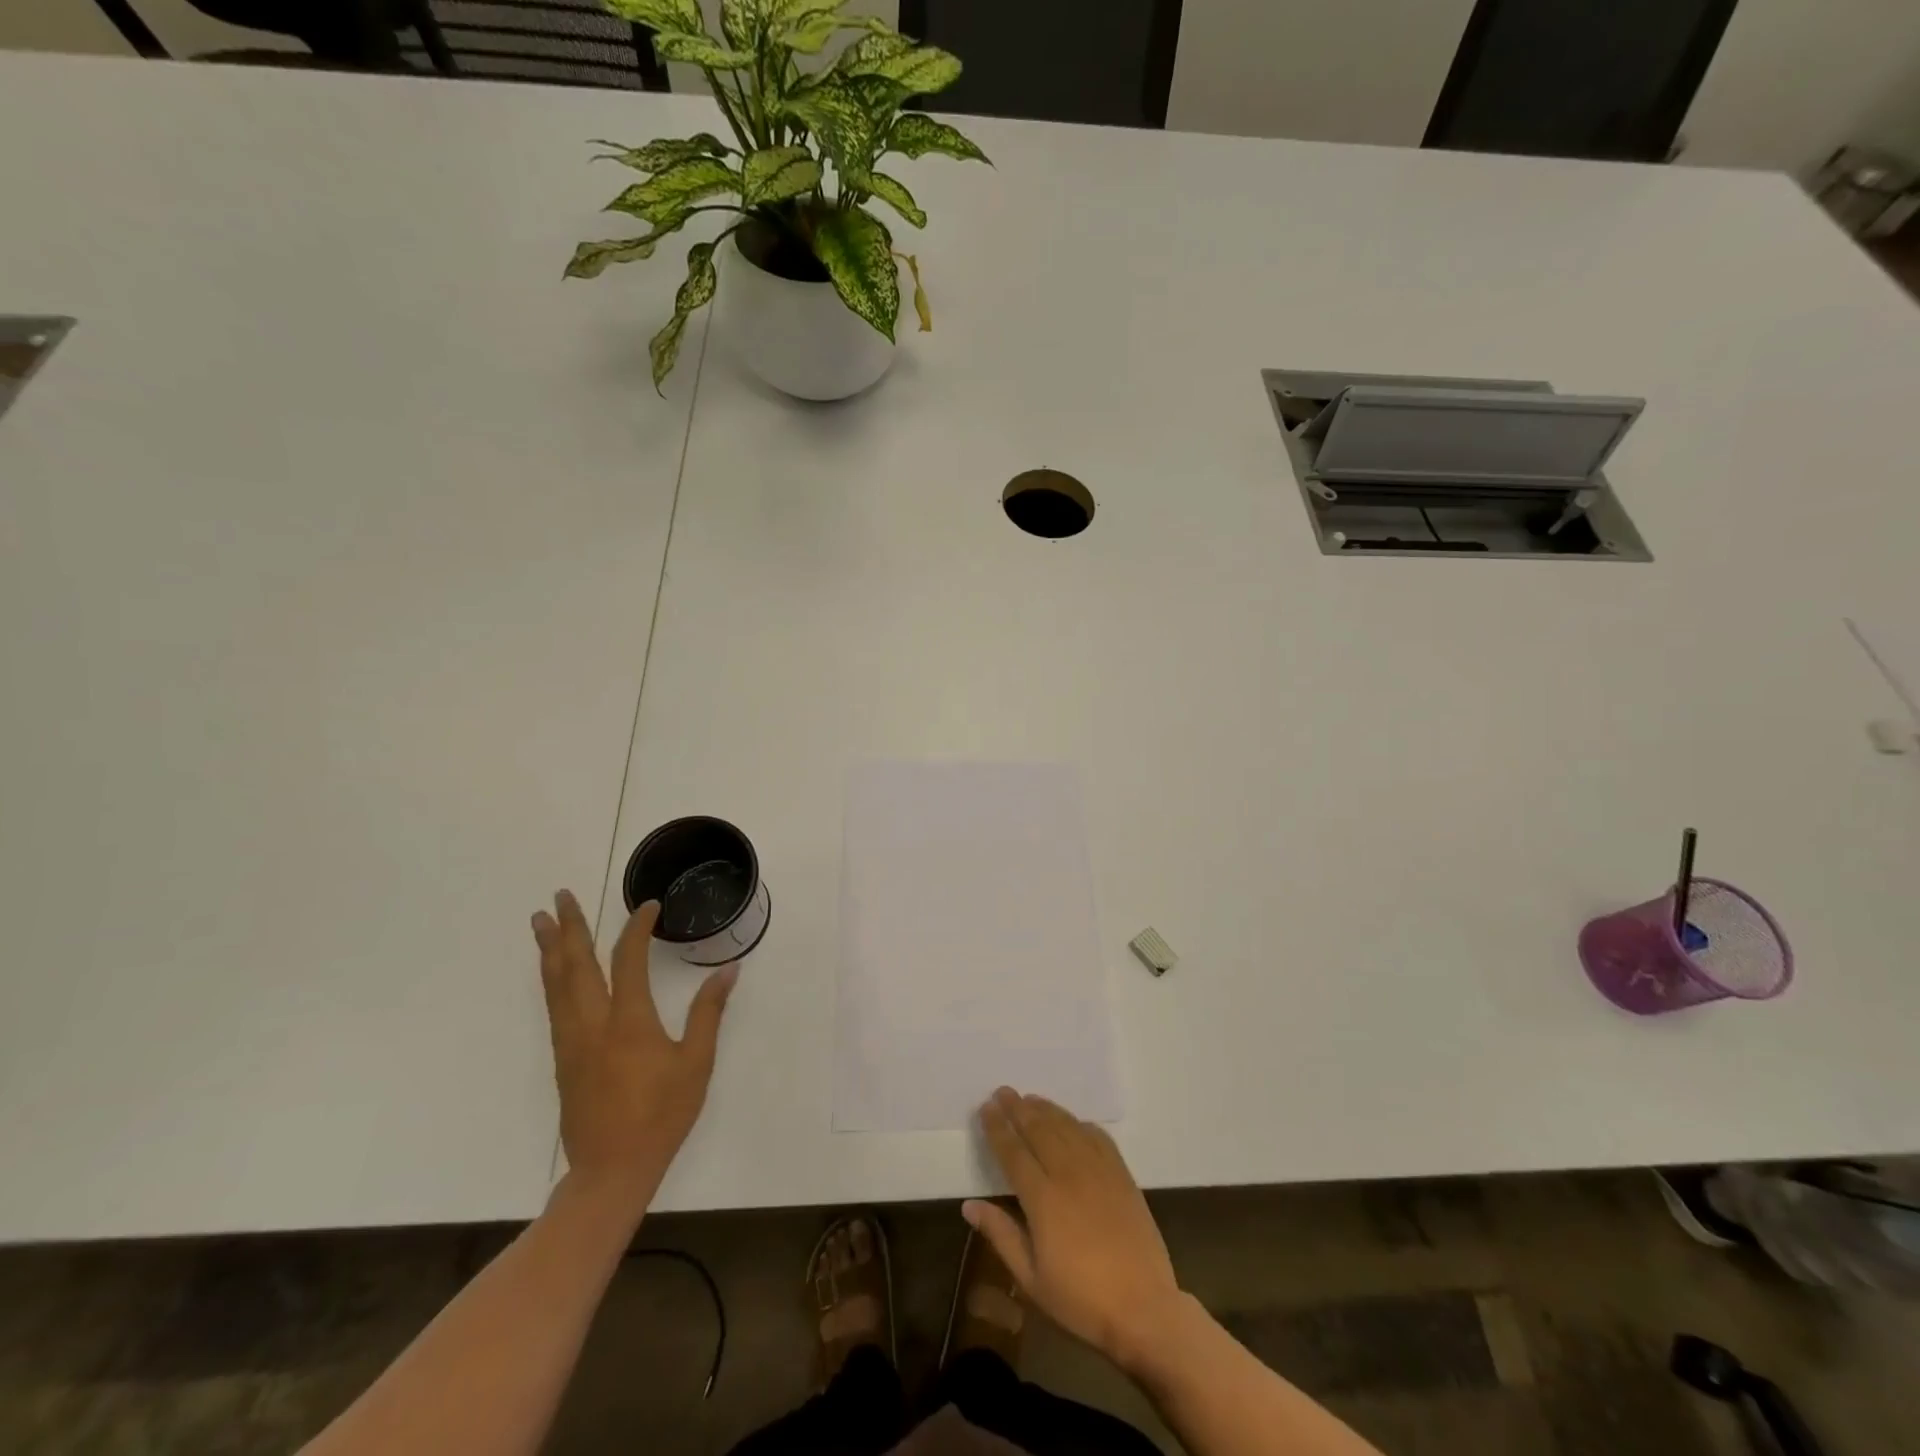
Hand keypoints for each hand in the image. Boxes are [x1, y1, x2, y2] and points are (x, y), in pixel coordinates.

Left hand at [532, 891, 736, 1221]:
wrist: (611, 1170)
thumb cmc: (662, 1115)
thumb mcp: (696, 1063)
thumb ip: (708, 1012)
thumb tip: (728, 970)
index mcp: (629, 1022)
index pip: (629, 960)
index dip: (637, 928)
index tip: (648, 906)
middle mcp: (593, 1024)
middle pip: (576, 965)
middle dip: (569, 928)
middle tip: (559, 896)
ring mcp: (571, 1042)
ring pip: (556, 985)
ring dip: (550, 949)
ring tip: (541, 921)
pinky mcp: (562, 1059)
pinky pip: (553, 1006)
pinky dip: (551, 978)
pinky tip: (552, 971)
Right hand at [965, 1087, 1182, 1371]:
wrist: (1144, 1309)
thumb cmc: (1081, 1300)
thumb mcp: (1031, 1280)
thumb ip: (1000, 1235)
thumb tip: (969, 1204)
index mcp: (1043, 1199)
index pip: (1013, 1152)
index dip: (997, 1128)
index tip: (986, 1108)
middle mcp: (1069, 1174)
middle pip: (1039, 1130)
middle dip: (1018, 1109)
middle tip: (1003, 1091)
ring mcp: (1099, 1171)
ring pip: (1067, 1127)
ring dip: (1046, 1110)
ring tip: (1030, 1098)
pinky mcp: (1122, 1175)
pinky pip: (1098, 1138)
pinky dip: (1081, 1124)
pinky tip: (1073, 1122)